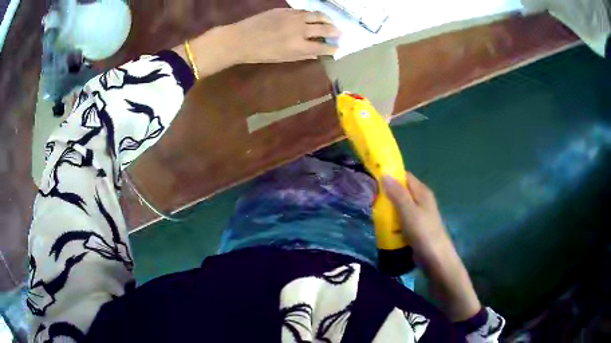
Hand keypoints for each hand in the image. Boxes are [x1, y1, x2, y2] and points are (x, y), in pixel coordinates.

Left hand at [227, 8, 339, 63]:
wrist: (240, 39)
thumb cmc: (260, 53)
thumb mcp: (282, 59)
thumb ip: (302, 55)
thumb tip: (316, 54)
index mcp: (299, 46)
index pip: (323, 47)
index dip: (332, 48)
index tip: (336, 49)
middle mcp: (300, 29)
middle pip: (325, 28)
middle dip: (335, 32)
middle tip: (339, 34)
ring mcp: (293, 17)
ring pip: (317, 15)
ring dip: (327, 19)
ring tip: (330, 23)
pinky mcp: (286, 10)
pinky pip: (304, 11)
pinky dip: (312, 14)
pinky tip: (313, 17)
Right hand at [381, 172, 452, 261]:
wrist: (434, 257)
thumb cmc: (422, 231)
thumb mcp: (408, 210)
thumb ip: (397, 193)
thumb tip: (385, 173)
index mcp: (422, 192)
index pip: (404, 176)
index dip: (390, 175)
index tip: (373, 179)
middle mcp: (421, 200)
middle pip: (401, 191)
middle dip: (387, 194)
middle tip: (371, 199)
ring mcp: (418, 214)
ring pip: (400, 206)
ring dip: (389, 209)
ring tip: (374, 212)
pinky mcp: (415, 227)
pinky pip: (401, 219)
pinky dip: (393, 220)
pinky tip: (384, 226)